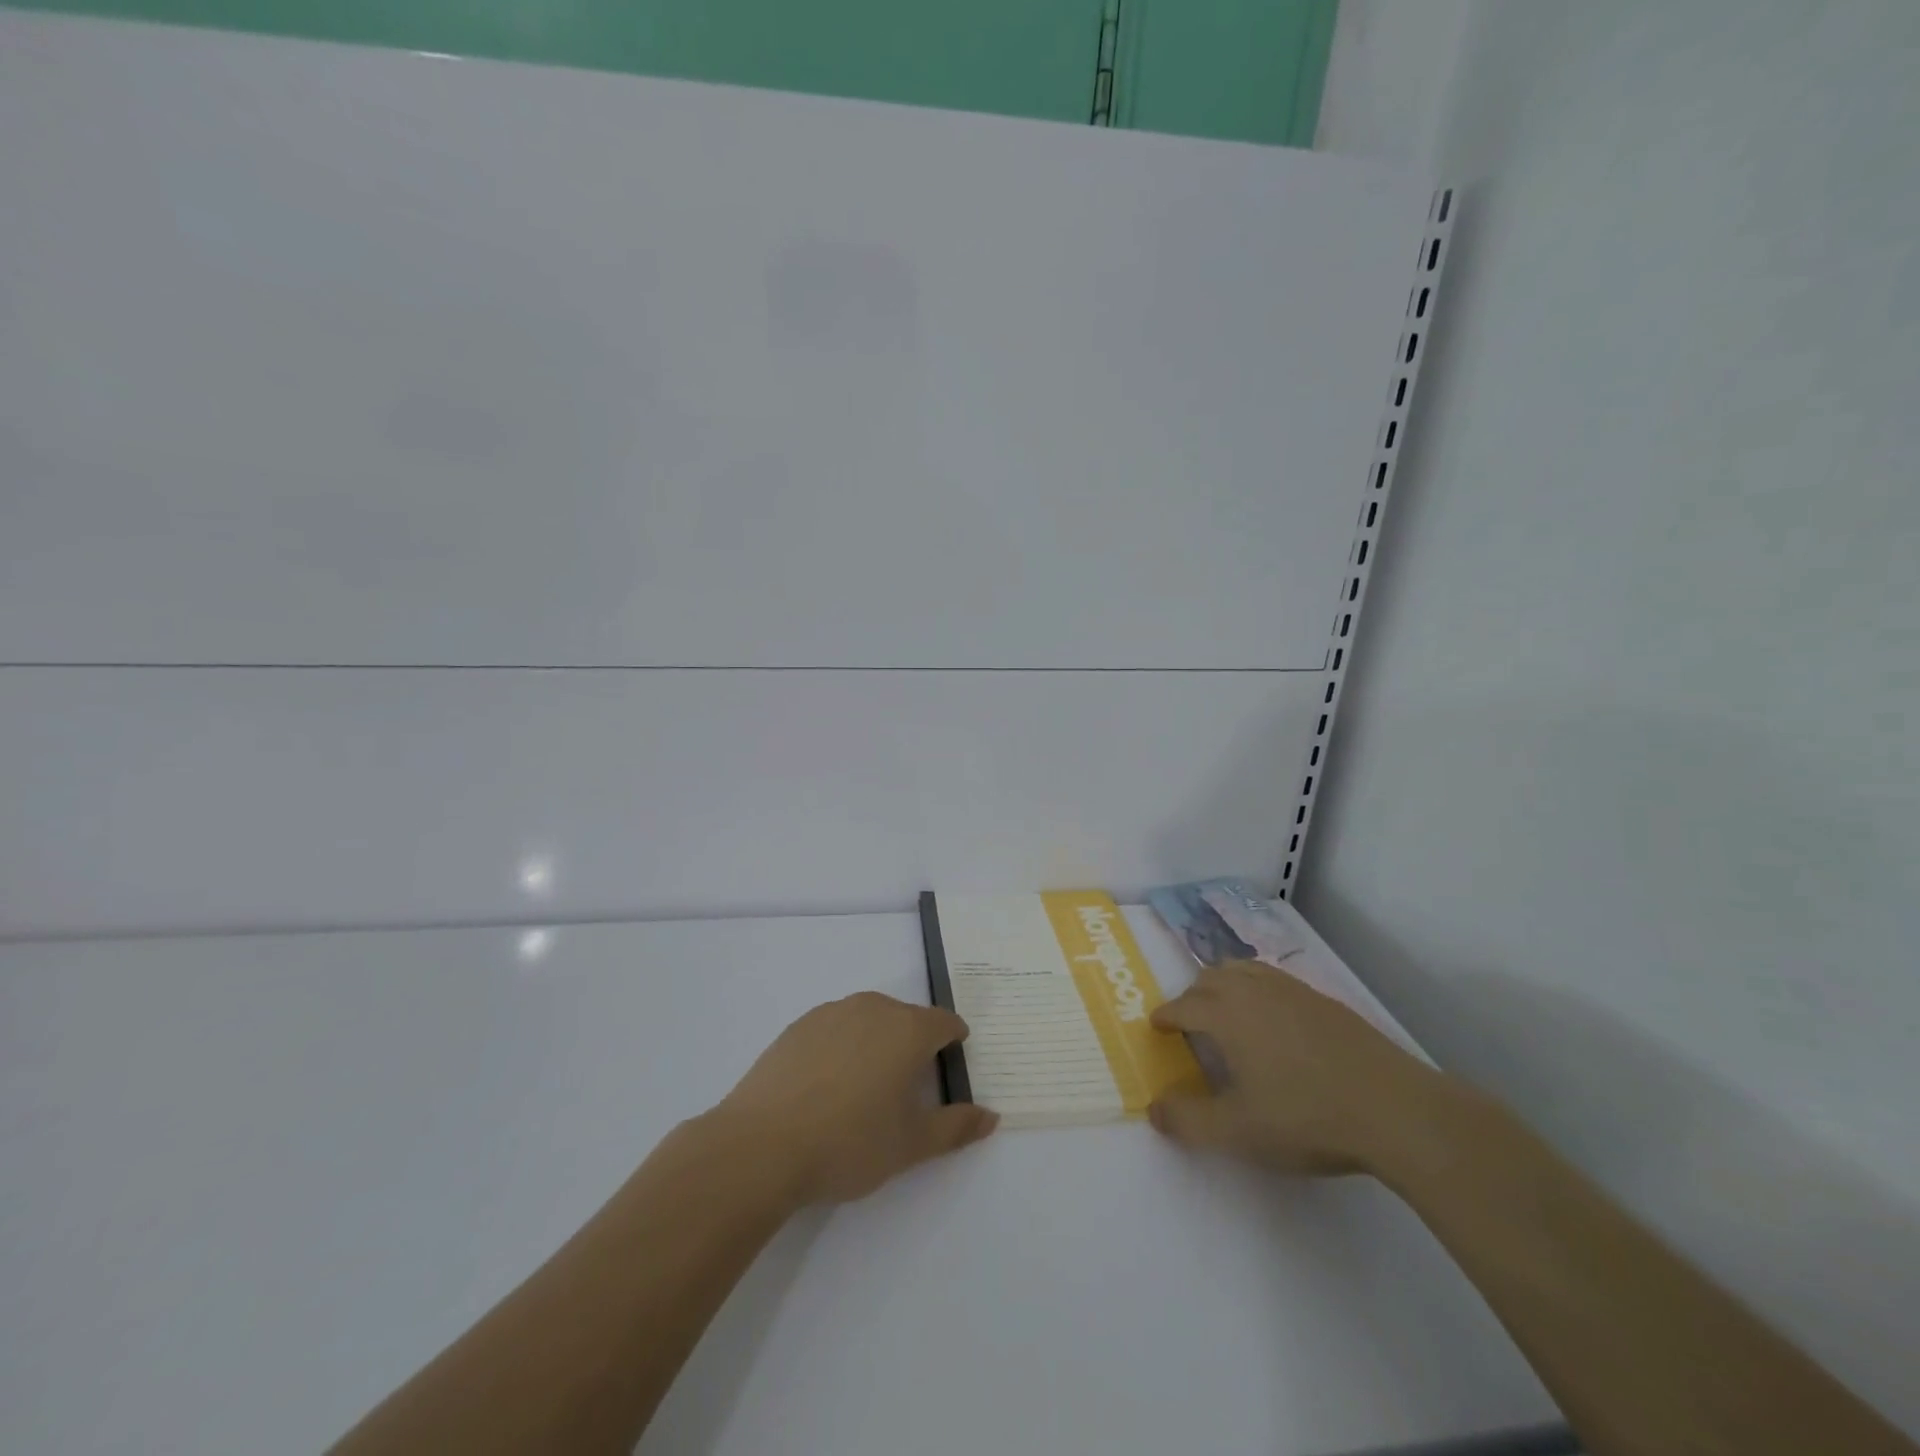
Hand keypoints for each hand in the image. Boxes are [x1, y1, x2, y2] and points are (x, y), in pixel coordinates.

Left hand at [716, 992, 998, 1205]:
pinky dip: (843, 1045)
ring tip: (868, 1084)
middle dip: (915, 1041)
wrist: (762, 1145)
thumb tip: (991, 1116)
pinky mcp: (798, 1026)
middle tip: (911, 1083)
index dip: (954, 1040)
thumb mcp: (911, 1145)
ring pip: (869, 1018)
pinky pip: (835, 1027)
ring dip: (878, 1040)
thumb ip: (955, 1127)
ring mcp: (831, 1013)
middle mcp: (872, 1009)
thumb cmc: (849, 1143)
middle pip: (906, 1017)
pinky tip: (829, 1083)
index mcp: (907, 1030)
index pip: (944, 1022)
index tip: (953, 1060)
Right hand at [1148, 962, 1450, 1175]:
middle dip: (1191, 996)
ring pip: (1244, 970)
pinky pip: (1276, 979)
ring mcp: (1293, 991)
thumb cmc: (1306, 1117)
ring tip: (1226, 1010)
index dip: (1165, 1016)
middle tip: (1188, 1024)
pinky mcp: (1326, 1001)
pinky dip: (1258, 989)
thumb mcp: (1238, 1132)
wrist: (1395, 1109)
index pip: (1183, 1005)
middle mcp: (1254, 990)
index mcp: (1226, 1014)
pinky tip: (1274, 1020)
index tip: (1156, 1026)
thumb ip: (1188, 1121)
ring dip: (1224, 984)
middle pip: (1210, 978)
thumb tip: (1153, 1109)